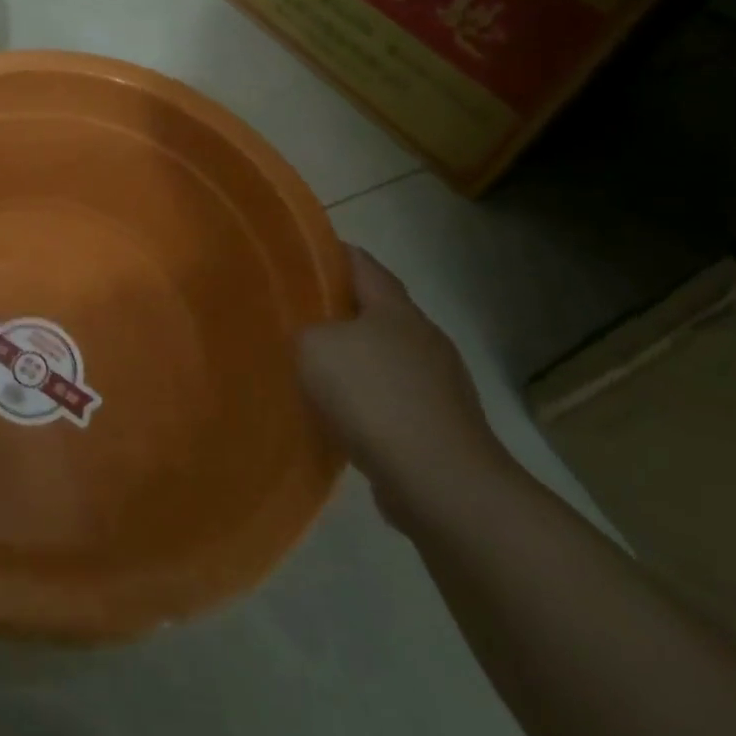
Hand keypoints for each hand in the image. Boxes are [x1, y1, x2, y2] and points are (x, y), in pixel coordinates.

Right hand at [298, 245, 510, 522]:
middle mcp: (423, 337)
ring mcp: (439, 383)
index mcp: (396, 309)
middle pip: (375, 310)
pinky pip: (392, 398)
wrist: (440, 482)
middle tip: (294, 312)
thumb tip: (310, 337)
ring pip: (384, 356)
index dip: (329, 253)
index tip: (296, 254)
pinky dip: (366, 399)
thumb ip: (304, 330)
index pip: (361, 264)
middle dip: (337, 309)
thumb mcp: (313, 347)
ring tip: (312, 366)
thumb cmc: (373, 397)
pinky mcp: (441, 424)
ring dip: (352, 358)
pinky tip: (339, 414)